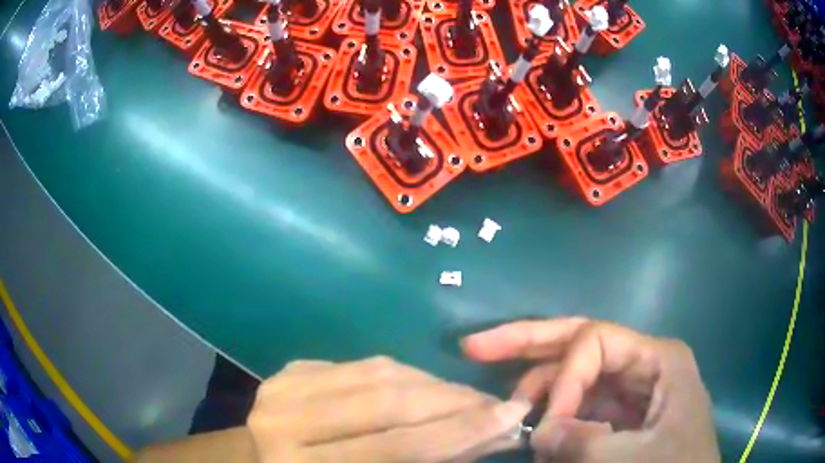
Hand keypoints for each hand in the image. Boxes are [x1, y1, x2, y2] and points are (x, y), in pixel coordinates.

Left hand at [247, 356, 531, 462]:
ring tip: (468, 397)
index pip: (396, 447)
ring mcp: (282, 386)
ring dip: (434, 385)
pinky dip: (404, 374)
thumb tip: (494, 434)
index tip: (512, 415)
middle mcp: (284, 422)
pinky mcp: (291, 368)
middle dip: (453, 402)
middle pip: (386, 402)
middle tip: (495, 403)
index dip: (459, 432)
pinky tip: (428, 387)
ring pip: (378, 374)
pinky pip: (361, 364)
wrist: (260, 462)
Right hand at [462, 318, 719, 462]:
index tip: (548, 424)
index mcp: (656, 358)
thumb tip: (539, 430)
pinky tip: (537, 429)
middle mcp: (641, 364)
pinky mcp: (620, 413)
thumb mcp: (632, 458)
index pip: (594, 342)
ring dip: (541, 392)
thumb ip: (583, 442)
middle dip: (527, 342)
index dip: (563, 378)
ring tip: (514, 416)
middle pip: (578, 341)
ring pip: (575, 376)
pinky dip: (555, 415)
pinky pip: (579, 404)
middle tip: (475, 345)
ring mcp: (629, 389)